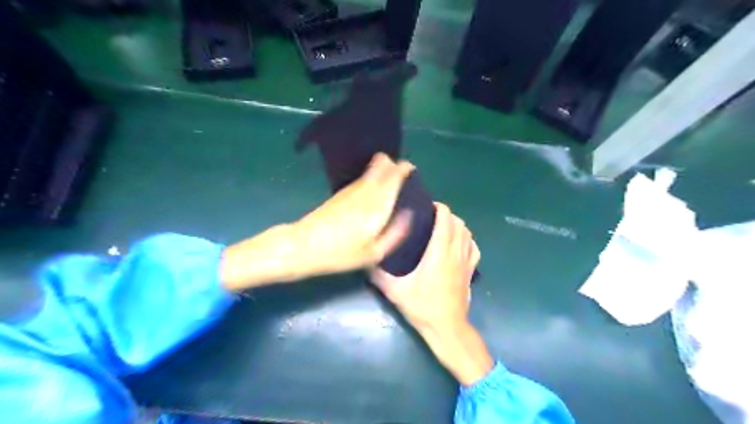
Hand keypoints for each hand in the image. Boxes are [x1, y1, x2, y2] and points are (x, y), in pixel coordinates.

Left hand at [220, 152, 411, 291]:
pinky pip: (359, 180)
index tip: (409, 167)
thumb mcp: (373, 253)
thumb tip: (408, 216)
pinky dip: (368, 176)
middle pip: (381, 169)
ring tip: (389, 169)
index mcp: (377, 207)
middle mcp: (365, 194)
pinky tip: (371, 181)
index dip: (402, 169)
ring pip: (369, 172)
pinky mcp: (339, 195)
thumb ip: (394, 233)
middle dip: (392, 164)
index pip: (393, 178)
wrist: (304, 246)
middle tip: (400, 167)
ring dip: (380, 168)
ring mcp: (350, 192)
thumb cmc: (341, 254)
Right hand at [372, 202, 476, 334]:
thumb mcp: (395, 291)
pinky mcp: (471, 271)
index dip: (440, 208)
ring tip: (443, 227)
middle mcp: (455, 253)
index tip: (428, 206)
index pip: (446, 220)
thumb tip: (365, 260)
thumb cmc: (422, 307)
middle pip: (458, 223)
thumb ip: (378, 275)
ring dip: (457, 225)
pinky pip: (474, 247)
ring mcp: (466, 262)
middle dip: (447, 215)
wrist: (447, 328)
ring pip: (467, 233)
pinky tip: (458, 243)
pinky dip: (467, 239)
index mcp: (438, 252)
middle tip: (431, 217)